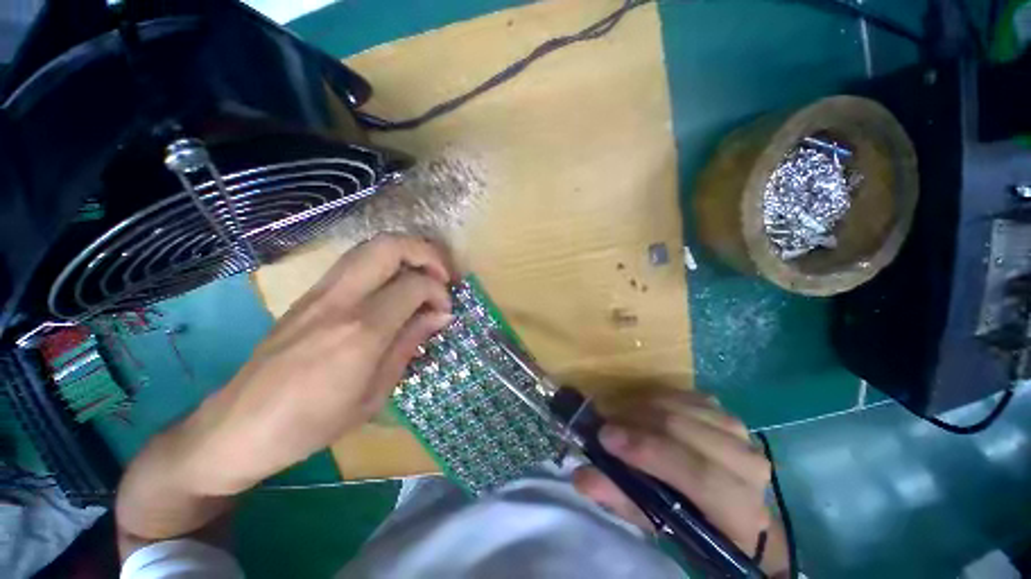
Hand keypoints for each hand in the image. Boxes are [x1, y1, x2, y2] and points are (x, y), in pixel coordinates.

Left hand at [176, 234, 454, 493]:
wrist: (237, 428)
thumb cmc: (312, 423)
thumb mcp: (375, 393)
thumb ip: (410, 344)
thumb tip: (440, 315)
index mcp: (362, 331)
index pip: (415, 284)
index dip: (439, 292)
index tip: (445, 311)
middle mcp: (340, 300)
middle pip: (390, 245)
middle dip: (427, 253)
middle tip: (442, 276)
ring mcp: (319, 292)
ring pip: (371, 246)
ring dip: (406, 253)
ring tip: (423, 277)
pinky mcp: (308, 294)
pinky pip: (355, 262)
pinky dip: (385, 264)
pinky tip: (392, 290)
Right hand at [573, 389, 788, 575]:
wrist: (726, 502)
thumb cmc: (690, 521)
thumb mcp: (654, 522)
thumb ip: (619, 499)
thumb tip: (581, 476)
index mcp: (740, 511)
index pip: (699, 475)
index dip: (649, 452)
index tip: (605, 437)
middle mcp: (749, 466)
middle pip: (686, 430)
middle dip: (637, 422)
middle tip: (604, 424)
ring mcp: (740, 432)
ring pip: (683, 406)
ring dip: (643, 405)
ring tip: (617, 414)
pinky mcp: (725, 411)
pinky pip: (685, 394)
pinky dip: (656, 396)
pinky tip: (639, 405)